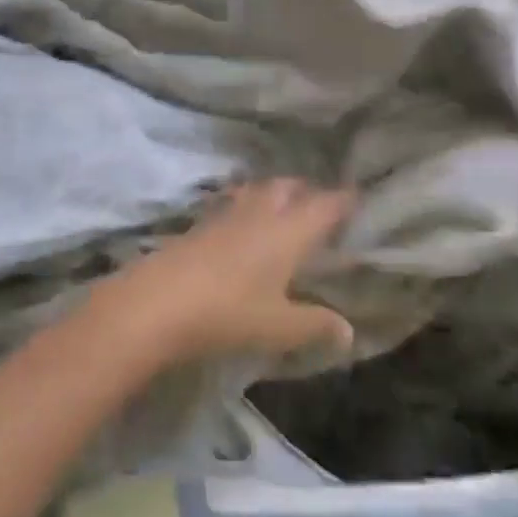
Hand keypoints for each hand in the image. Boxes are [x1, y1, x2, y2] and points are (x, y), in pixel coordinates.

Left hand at [88, 179, 355, 367]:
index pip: (323, 205)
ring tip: (283, 207)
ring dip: (273, 193)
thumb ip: (315, 324)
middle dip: (305, 189)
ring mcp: (226, 214)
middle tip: (319, 203)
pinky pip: (232, 203)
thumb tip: (348, 330)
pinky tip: (242, 224)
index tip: (357, 195)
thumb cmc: (229, 312)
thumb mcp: (279, 326)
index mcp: (288, 231)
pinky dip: (245, 205)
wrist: (160, 300)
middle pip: (287, 186)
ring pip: (257, 190)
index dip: (342, 199)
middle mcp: (260, 212)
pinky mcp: (200, 223)